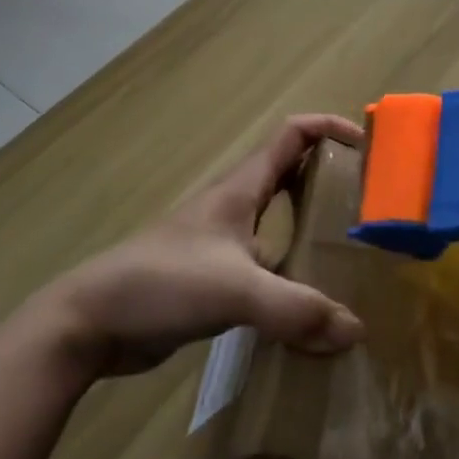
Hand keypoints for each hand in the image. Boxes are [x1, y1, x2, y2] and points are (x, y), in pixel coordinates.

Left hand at [44, 115, 366, 377]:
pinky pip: (265, 260)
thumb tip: (356, 331)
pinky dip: (291, 268)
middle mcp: (234, 206)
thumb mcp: (236, 291)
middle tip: (367, 201)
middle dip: (329, 175)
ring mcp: (221, 242)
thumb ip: (296, 309)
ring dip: (311, 223)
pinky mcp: (211, 277)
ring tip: (349, 249)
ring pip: (277, 218)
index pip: (292, 134)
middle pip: (289, 172)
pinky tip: (307, 300)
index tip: (366, 145)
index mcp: (241, 188)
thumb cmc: (164, 283)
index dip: (330, 128)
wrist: (91, 323)